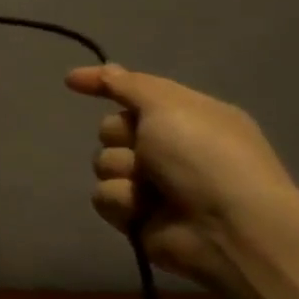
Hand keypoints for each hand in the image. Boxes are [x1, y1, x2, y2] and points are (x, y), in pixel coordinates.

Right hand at [65, 64, 298, 298]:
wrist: (227, 228)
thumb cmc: (205, 157)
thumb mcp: (170, 106)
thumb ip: (129, 85)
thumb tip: (105, 69)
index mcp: (187, 116)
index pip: (135, 91)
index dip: (105, 84)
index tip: (71, 81)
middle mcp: (169, 147)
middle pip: (112, 128)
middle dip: (120, 136)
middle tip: (144, 149)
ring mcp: (153, 183)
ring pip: (104, 163)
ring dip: (122, 171)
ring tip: (148, 187)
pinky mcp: (137, 215)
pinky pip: (105, 197)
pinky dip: (122, 201)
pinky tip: (143, 210)